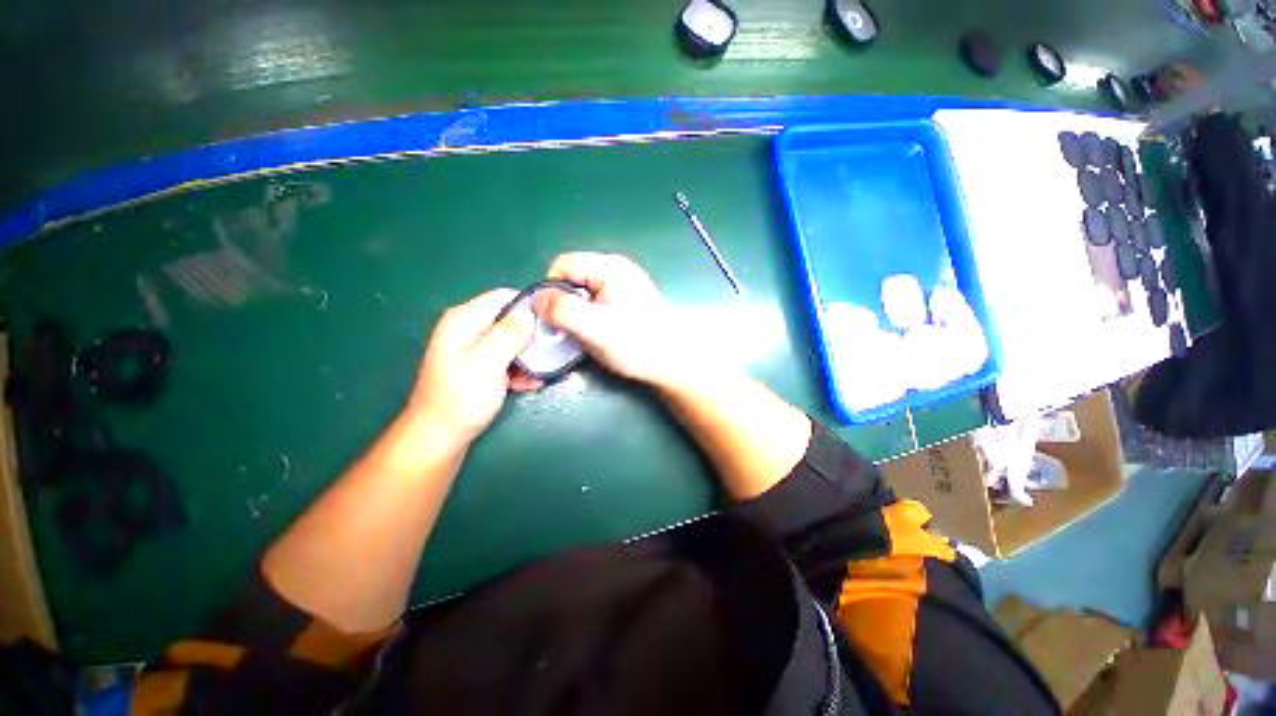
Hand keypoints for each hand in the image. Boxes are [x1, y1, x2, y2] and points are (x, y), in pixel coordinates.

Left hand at [406, 289, 539, 448]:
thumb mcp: (487, 363)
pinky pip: (506, 358)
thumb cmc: (461, 400)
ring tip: (541, 373)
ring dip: (528, 356)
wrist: (438, 439)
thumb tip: (530, 312)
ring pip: (512, 341)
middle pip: (509, 319)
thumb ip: (509, 334)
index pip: (503, 296)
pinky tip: (530, 384)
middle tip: (551, 351)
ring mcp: (473, 348)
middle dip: (532, 335)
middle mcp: (468, 329)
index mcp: (464, 320)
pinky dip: (519, 369)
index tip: (553, 322)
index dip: (529, 305)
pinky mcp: (479, 366)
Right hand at [542, 252, 702, 387]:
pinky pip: (595, 301)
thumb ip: (564, 311)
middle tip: (567, 330)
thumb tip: (536, 299)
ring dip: (575, 312)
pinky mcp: (625, 300)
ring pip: (582, 291)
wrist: (674, 362)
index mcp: (610, 267)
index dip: (551, 290)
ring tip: (583, 335)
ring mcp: (622, 284)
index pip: (563, 265)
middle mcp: (616, 269)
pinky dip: (588, 316)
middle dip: (563, 303)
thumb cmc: (639, 344)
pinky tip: (596, 333)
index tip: (553, 319)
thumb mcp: (597, 329)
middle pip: (572, 277)